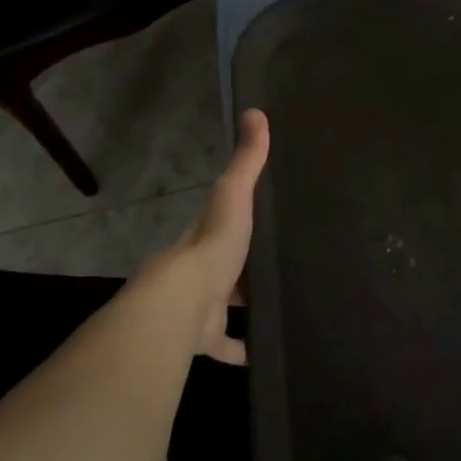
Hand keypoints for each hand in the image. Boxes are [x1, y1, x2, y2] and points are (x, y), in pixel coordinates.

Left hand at [134, 109, 269, 364]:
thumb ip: (247, 161)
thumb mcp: (234, 196)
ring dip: (243, 306)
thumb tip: (255, 110)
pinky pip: (226, 345)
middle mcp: (199, 271)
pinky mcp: (206, 338)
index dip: (238, 222)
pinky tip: (264, 350)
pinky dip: (243, 349)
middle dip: (242, 268)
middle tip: (277, 266)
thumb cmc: (212, 247)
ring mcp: (200, 307)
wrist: (183, 304)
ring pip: (224, 306)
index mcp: (204, 237)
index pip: (221, 224)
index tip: (262, 222)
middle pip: (223, 267)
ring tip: (277, 304)